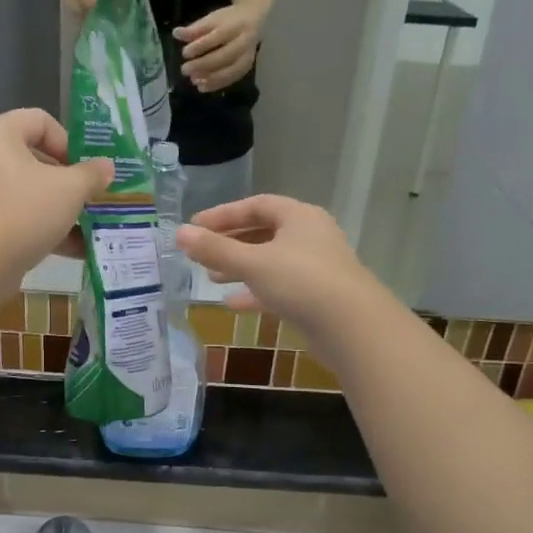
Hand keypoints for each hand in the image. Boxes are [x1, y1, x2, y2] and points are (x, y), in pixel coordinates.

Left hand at [0, 109, 112, 294]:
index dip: (69, 142)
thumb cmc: (23, 214)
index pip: (39, 120)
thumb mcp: (70, 191)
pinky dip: (34, 223)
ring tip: (82, 227)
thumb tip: (106, 167)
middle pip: (29, 155)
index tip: (85, 171)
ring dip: (54, 206)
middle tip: (86, 198)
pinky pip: (7, 211)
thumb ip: (92, 175)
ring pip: (20, 188)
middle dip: (64, 179)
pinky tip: (66, 248)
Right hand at [174, 195, 382, 338]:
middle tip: (201, 253)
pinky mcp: (317, 297)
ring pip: (271, 261)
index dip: (224, 214)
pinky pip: (280, 287)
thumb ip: (215, 249)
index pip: (257, 205)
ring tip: (211, 279)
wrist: (352, 327)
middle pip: (264, 232)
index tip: (195, 227)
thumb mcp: (252, 262)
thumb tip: (179, 234)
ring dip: (241, 268)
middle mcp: (311, 237)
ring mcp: (316, 268)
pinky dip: (256, 292)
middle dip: (231, 243)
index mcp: (300, 217)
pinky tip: (232, 304)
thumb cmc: (301, 282)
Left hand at [175, 5, 260, 92]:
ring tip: (193, 80)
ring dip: (210, 78)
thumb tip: (176, 33)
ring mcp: (247, 56)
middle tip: (185, 69)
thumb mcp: (212, 19)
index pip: (217, 37)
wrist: (253, 20)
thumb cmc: (228, 20)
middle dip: (203, 64)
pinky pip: (232, 79)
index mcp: (235, 26)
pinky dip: (216, 85)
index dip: (200, 46)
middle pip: (224, 56)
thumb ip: (195, 29)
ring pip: (229, 71)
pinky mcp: (247, 68)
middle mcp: (244, 42)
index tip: (185, 53)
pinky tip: (202, 87)